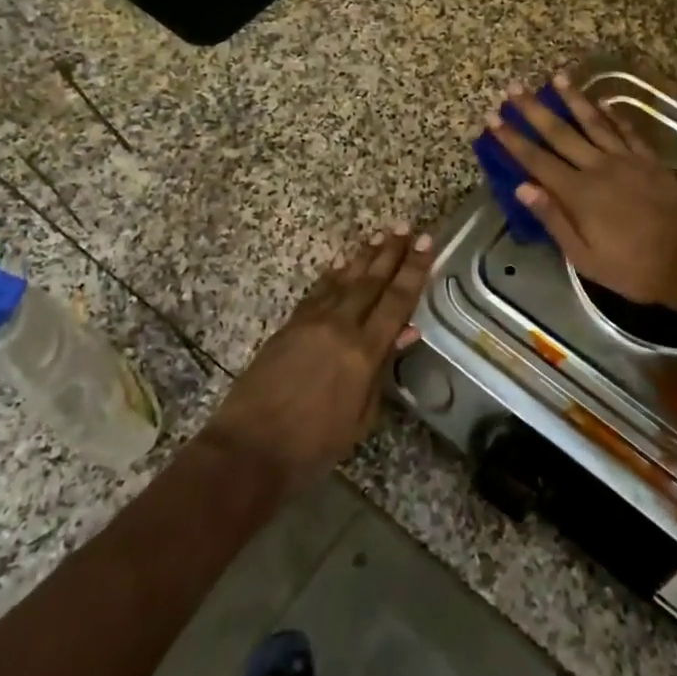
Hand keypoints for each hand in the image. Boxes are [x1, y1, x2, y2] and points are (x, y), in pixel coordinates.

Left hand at [201, 226, 432, 494]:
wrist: (249, 449)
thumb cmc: (313, 445)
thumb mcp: (360, 417)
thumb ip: (382, 370)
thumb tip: (406, 331)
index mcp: (363, 352)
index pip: (397, 301)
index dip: (414, 270)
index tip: (428, 242)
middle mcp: (339, 327)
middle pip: (371, 282)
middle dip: (392, 252)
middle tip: (408, 226)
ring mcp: (311, 323)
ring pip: (344, 280)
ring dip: (364, 256)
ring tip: (381, 234)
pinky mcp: (289, 326)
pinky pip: (318, 292)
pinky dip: (332, 275)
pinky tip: (341, 263)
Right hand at [487, 74, 676, 304]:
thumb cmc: (633, 268)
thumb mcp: (584, 257)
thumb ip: (554, 219)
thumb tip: (523, 187)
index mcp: (578, 193)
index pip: (536, 160)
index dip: (513, 139)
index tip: (493, 118)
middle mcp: (598, 167)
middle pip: (560, 133)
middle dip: (533, 110)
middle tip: (513, 88)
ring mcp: (626, 160)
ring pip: (593, 122)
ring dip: (573, 99)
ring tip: (556, 77)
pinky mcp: (650, 160)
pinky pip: (627, 130)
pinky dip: (613, 114)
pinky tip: (602, 102)